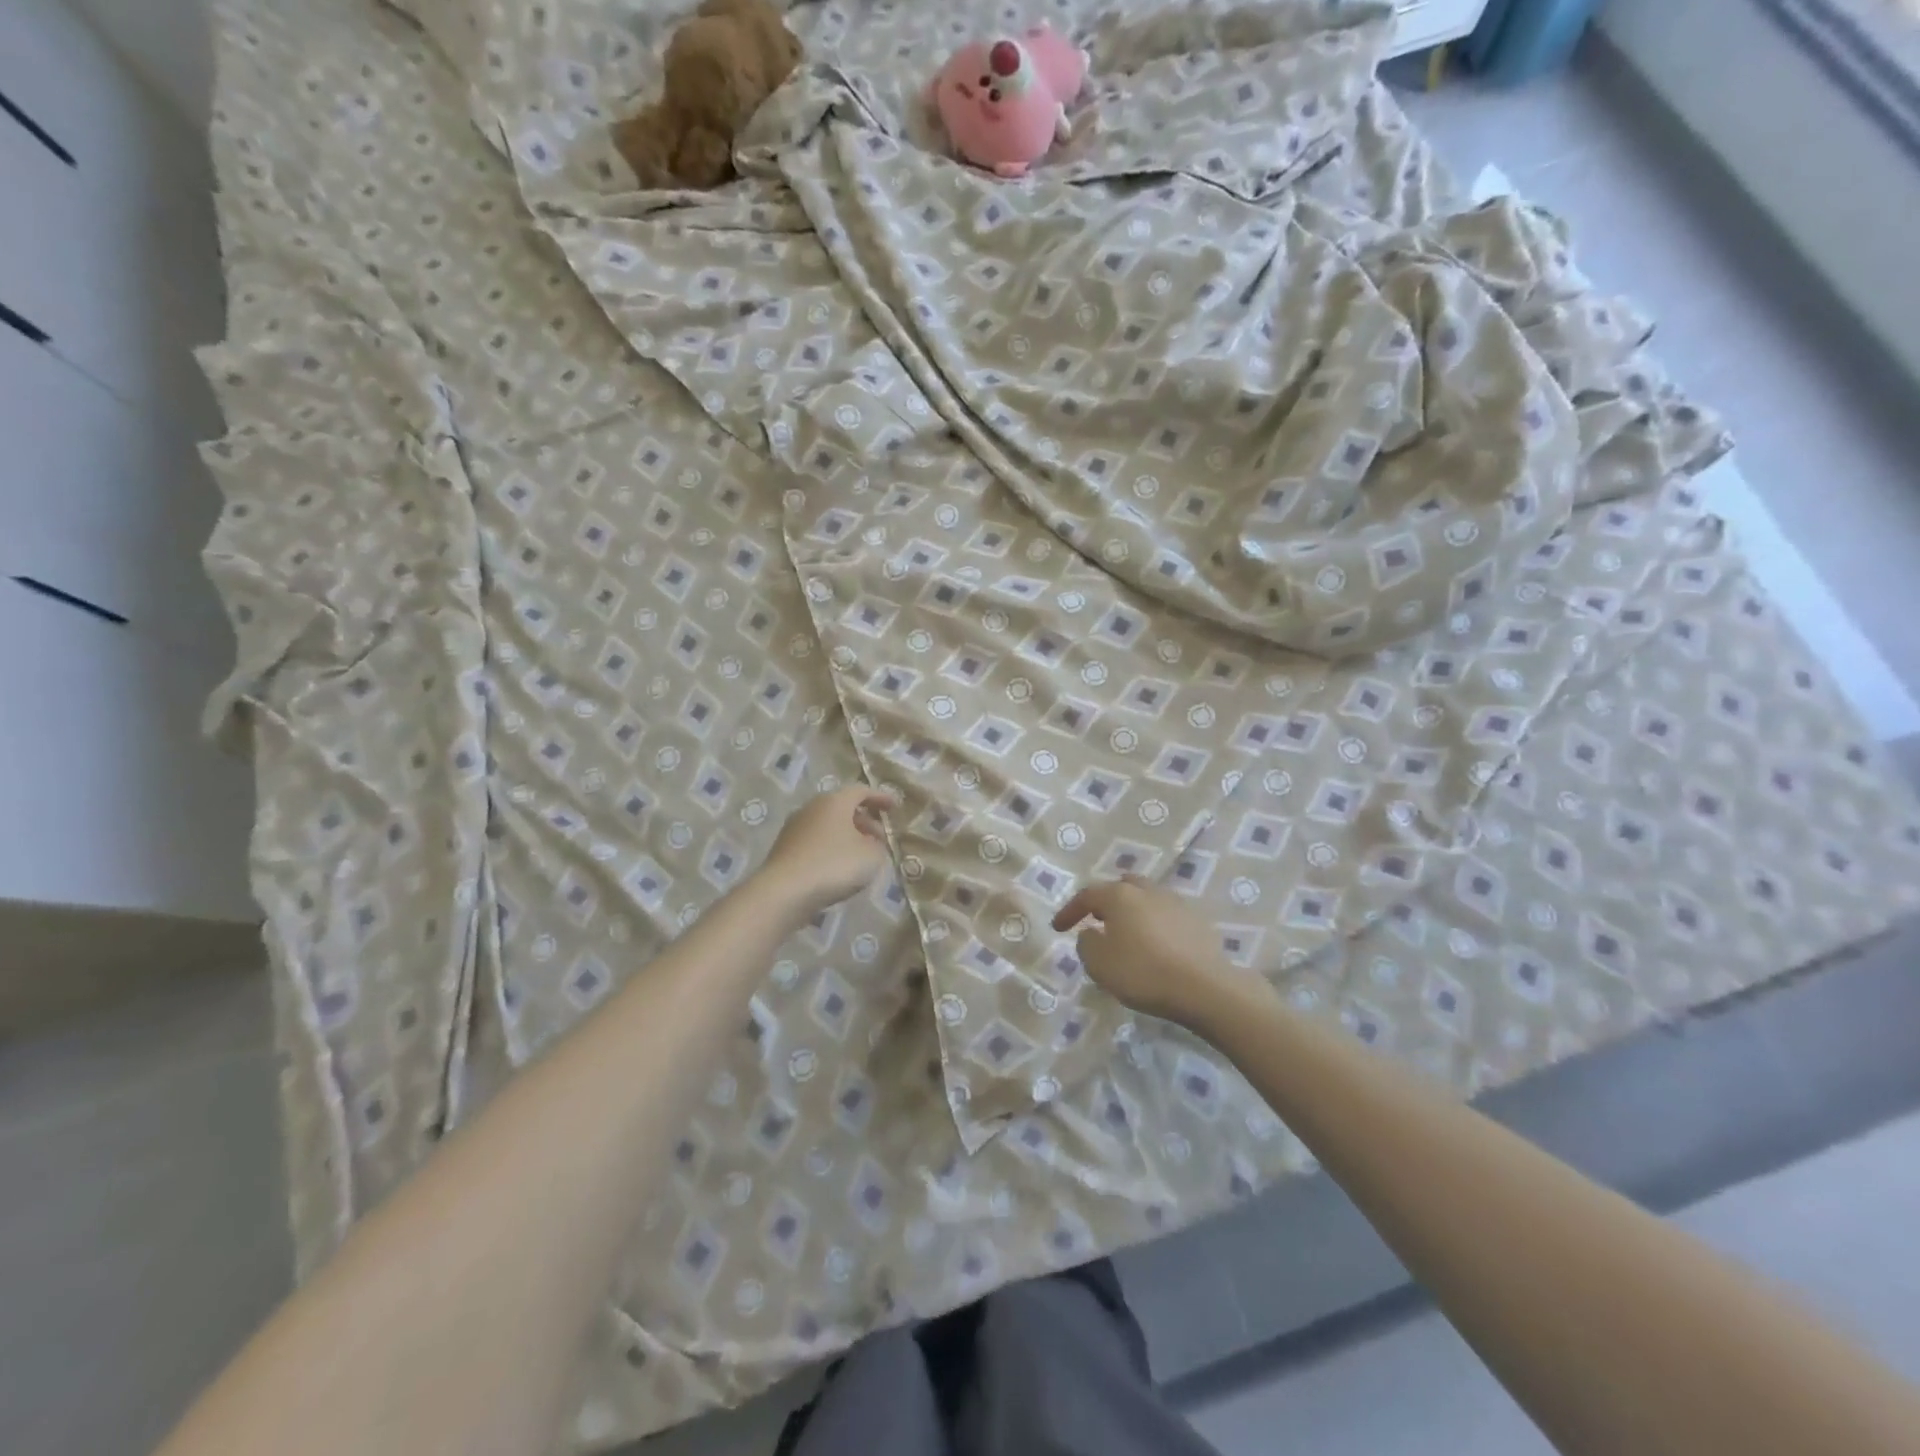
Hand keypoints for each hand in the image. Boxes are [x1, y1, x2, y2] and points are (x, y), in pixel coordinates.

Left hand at [758, 786, 898, 920]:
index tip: (894, 807)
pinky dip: (831, 848)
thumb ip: (878, 846)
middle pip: (842, 807)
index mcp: (834, 801)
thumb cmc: (834, 865)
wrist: (784, 892)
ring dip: (847, 836)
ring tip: (861, 856)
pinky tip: (839, 868)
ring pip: (828, 825)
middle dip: (864, 820)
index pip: (861, 791)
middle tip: (880, 837)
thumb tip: (872, 844)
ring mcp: (794, 828)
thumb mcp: (871, 856)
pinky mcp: (784, 849)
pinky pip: (815, 842)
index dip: (880, 798)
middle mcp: (812, 808)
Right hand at [1051, 875, 1245, 1027]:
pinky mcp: (1197, 921)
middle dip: (1105, 902)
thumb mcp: (1099, 964)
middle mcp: (1147, 891)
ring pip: (1146, 899)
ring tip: (1126, 933)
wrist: (1205, 988)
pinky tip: (1154, 945)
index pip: (1087, 895)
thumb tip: (1091, 933)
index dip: (1069, 911)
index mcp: (1120, 895)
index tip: (1057, 928)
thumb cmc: (1143, 972)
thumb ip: (1086, 944)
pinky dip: (1153, 925)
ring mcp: (1176, 903)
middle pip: (1121, 888)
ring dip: (1132, 912)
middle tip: (1096, 920)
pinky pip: (1166, 916)